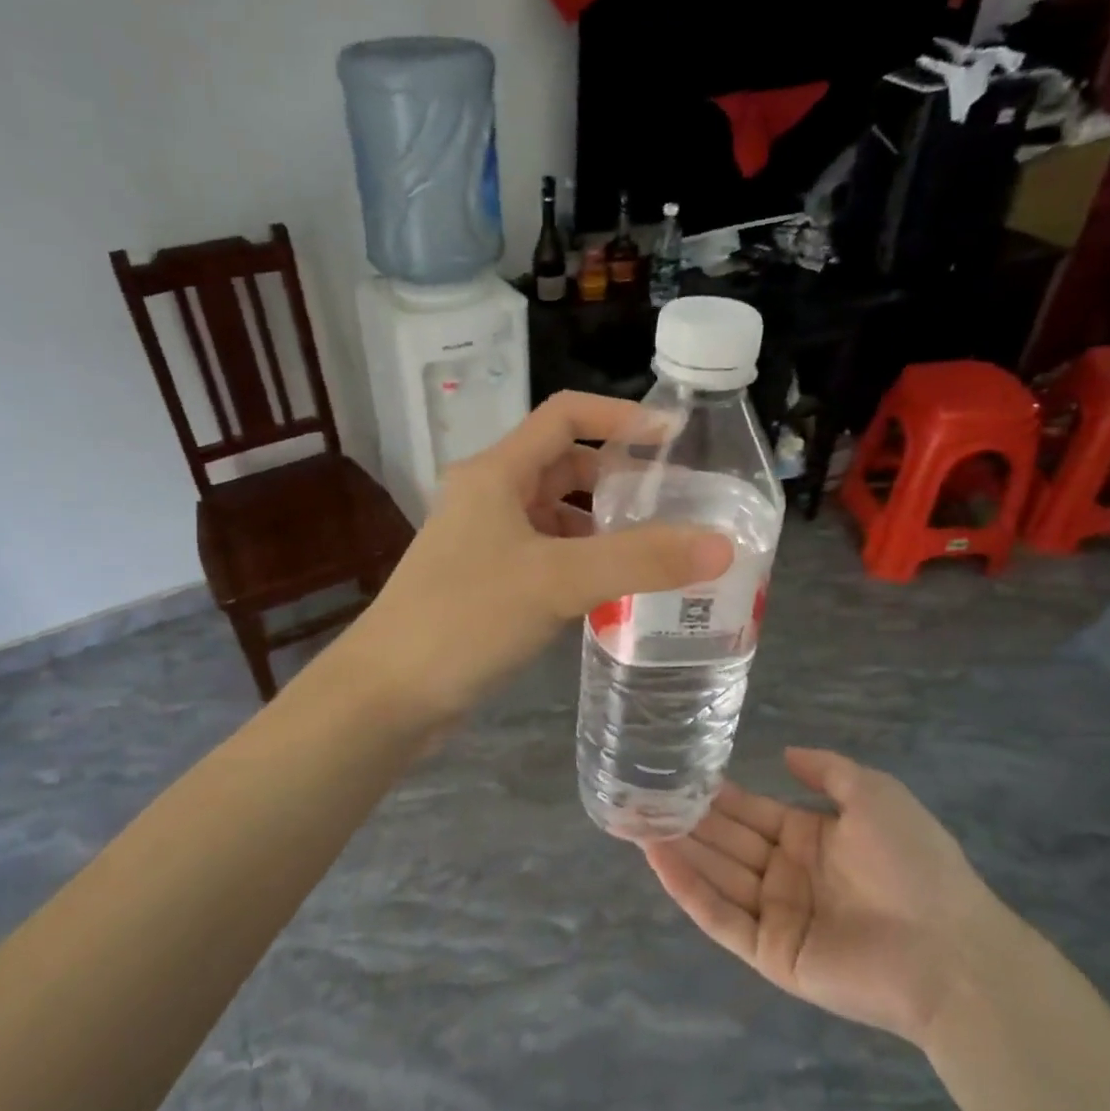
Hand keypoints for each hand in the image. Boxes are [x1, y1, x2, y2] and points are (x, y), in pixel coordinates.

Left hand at [342, 391, 734, 727]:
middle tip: (676, 504)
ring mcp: (484, 541)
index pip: (565, 415)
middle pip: (564, 466)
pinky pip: (546, 556)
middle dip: (619, 479)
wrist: (388, 694)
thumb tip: (721, 545)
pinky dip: (582, 562)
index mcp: (496, 472)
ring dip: (602, 526)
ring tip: (658, 549)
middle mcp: (488, 496)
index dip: (621, 416)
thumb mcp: (557, 581)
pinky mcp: (486, 581)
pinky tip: (613, 590)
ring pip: (556, 516)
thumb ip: (640, 560)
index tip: (675, 438)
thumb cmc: (465, 618)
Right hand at [643, 748, 1005, 1047]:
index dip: (715, 793)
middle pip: (726, 841)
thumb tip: (785, 753)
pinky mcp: (770, 954)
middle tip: (638, 793)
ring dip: (676, 848)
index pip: (750, 811)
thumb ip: (828, 771)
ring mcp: (776, 916)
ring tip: (632, 819)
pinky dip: (688, 888)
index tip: (676, 771)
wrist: (951, 950)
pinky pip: (721, 917)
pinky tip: (656, 857)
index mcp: (810, 839)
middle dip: (685, 818)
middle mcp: (787, 874)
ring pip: (716, 874)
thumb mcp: (875, 794)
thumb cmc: (915, 863)